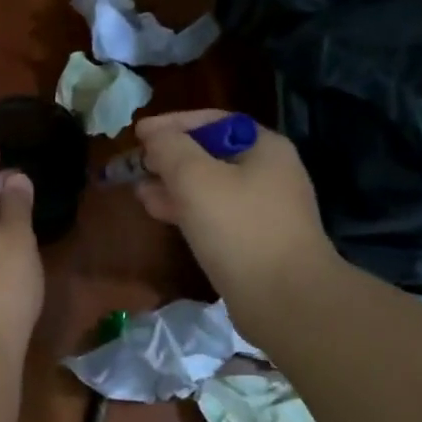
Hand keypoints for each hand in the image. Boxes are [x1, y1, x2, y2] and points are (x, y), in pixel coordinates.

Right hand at [132, 109, 335, 308]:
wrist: (286, 300)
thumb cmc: (240, 228)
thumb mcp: (195, 178)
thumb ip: (169, 148)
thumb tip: (154, 135)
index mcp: (264, 147)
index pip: (212, 121)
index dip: (171, 124)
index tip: (137, 133)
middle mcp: (269, 172)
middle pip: (210, 153)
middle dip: (169, 157)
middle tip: (135, 164)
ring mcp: (264, 209)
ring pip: (209, 186)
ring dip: (173, 185)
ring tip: (139, 190)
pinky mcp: (255, 240)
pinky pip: (215, 214)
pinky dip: (187, 209)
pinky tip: (160, 213)